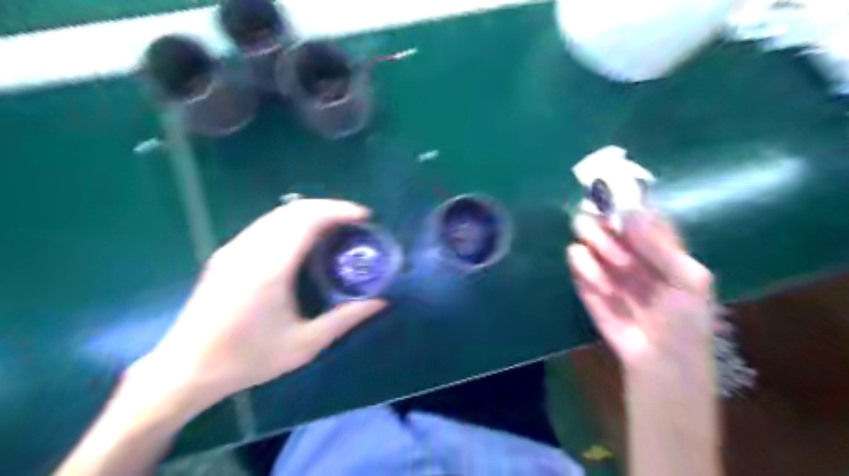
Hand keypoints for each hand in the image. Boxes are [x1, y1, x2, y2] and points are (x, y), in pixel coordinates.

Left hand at [132, 201, 385, 416]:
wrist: (184, 370)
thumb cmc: (247, 359)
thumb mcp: (304, 345)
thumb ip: (345, 319)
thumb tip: (380, 302)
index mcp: (270, 268)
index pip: (308, 220)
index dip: (339, 211)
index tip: (363, 216)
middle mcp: (250, 249)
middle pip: (294, 210)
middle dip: (328, 207)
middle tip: (354, 220)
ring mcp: (234, 249)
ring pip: (278, 214)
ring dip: (310, 213)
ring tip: (335, 226)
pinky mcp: (226, 254)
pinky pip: (265, 225)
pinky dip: (292, 222)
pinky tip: (303, 238)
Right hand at [569, 212, 714, 389]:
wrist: (660, 359)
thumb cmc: (685, 319)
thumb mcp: (689, 279)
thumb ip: (660, 244)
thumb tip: (629, 210)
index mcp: (657, 242)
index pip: (635, 208)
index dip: (624, 201)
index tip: (616, 201)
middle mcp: (627, 247)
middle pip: (603, 216)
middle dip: (603, 222)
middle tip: (609, 233)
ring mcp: (604, 263)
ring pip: (584, 233)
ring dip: (596, 243)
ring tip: (613, 266)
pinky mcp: (585, 280)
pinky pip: (575, 259)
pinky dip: (585, 268)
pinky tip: (602, 288)